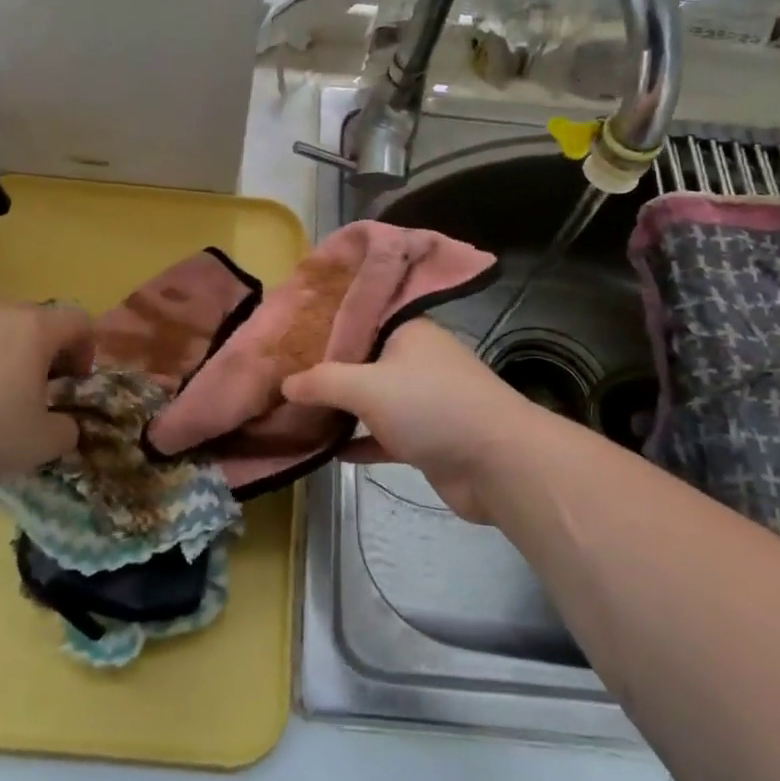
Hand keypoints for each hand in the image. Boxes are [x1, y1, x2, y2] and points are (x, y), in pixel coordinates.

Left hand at [0, 303, 92, 491]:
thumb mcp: (43, 444)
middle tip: (35, 389)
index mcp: (35, 329)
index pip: (78, 321)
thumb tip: (64, 424)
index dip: (85, 349)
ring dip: (3, 350)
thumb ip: (67, 429)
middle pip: (35, 320)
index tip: (73, 382)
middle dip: (43, 350)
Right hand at [282, 318, 543, 522]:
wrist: (498, 463)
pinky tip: (327, 450)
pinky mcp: (426, 437)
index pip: (357, 318)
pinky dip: (359, 441)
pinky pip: (382, 435)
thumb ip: (322, 381)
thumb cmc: (431, 406)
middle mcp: (414, 359)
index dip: (322, 325)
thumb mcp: (367, 385)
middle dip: (325, 370)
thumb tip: (285, 383)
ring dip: (340, 408)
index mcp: (406, 330)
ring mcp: (422, 399)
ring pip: (371, 400)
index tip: (286, 334)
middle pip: (361, 360)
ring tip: (295, 411)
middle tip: (281, 374)